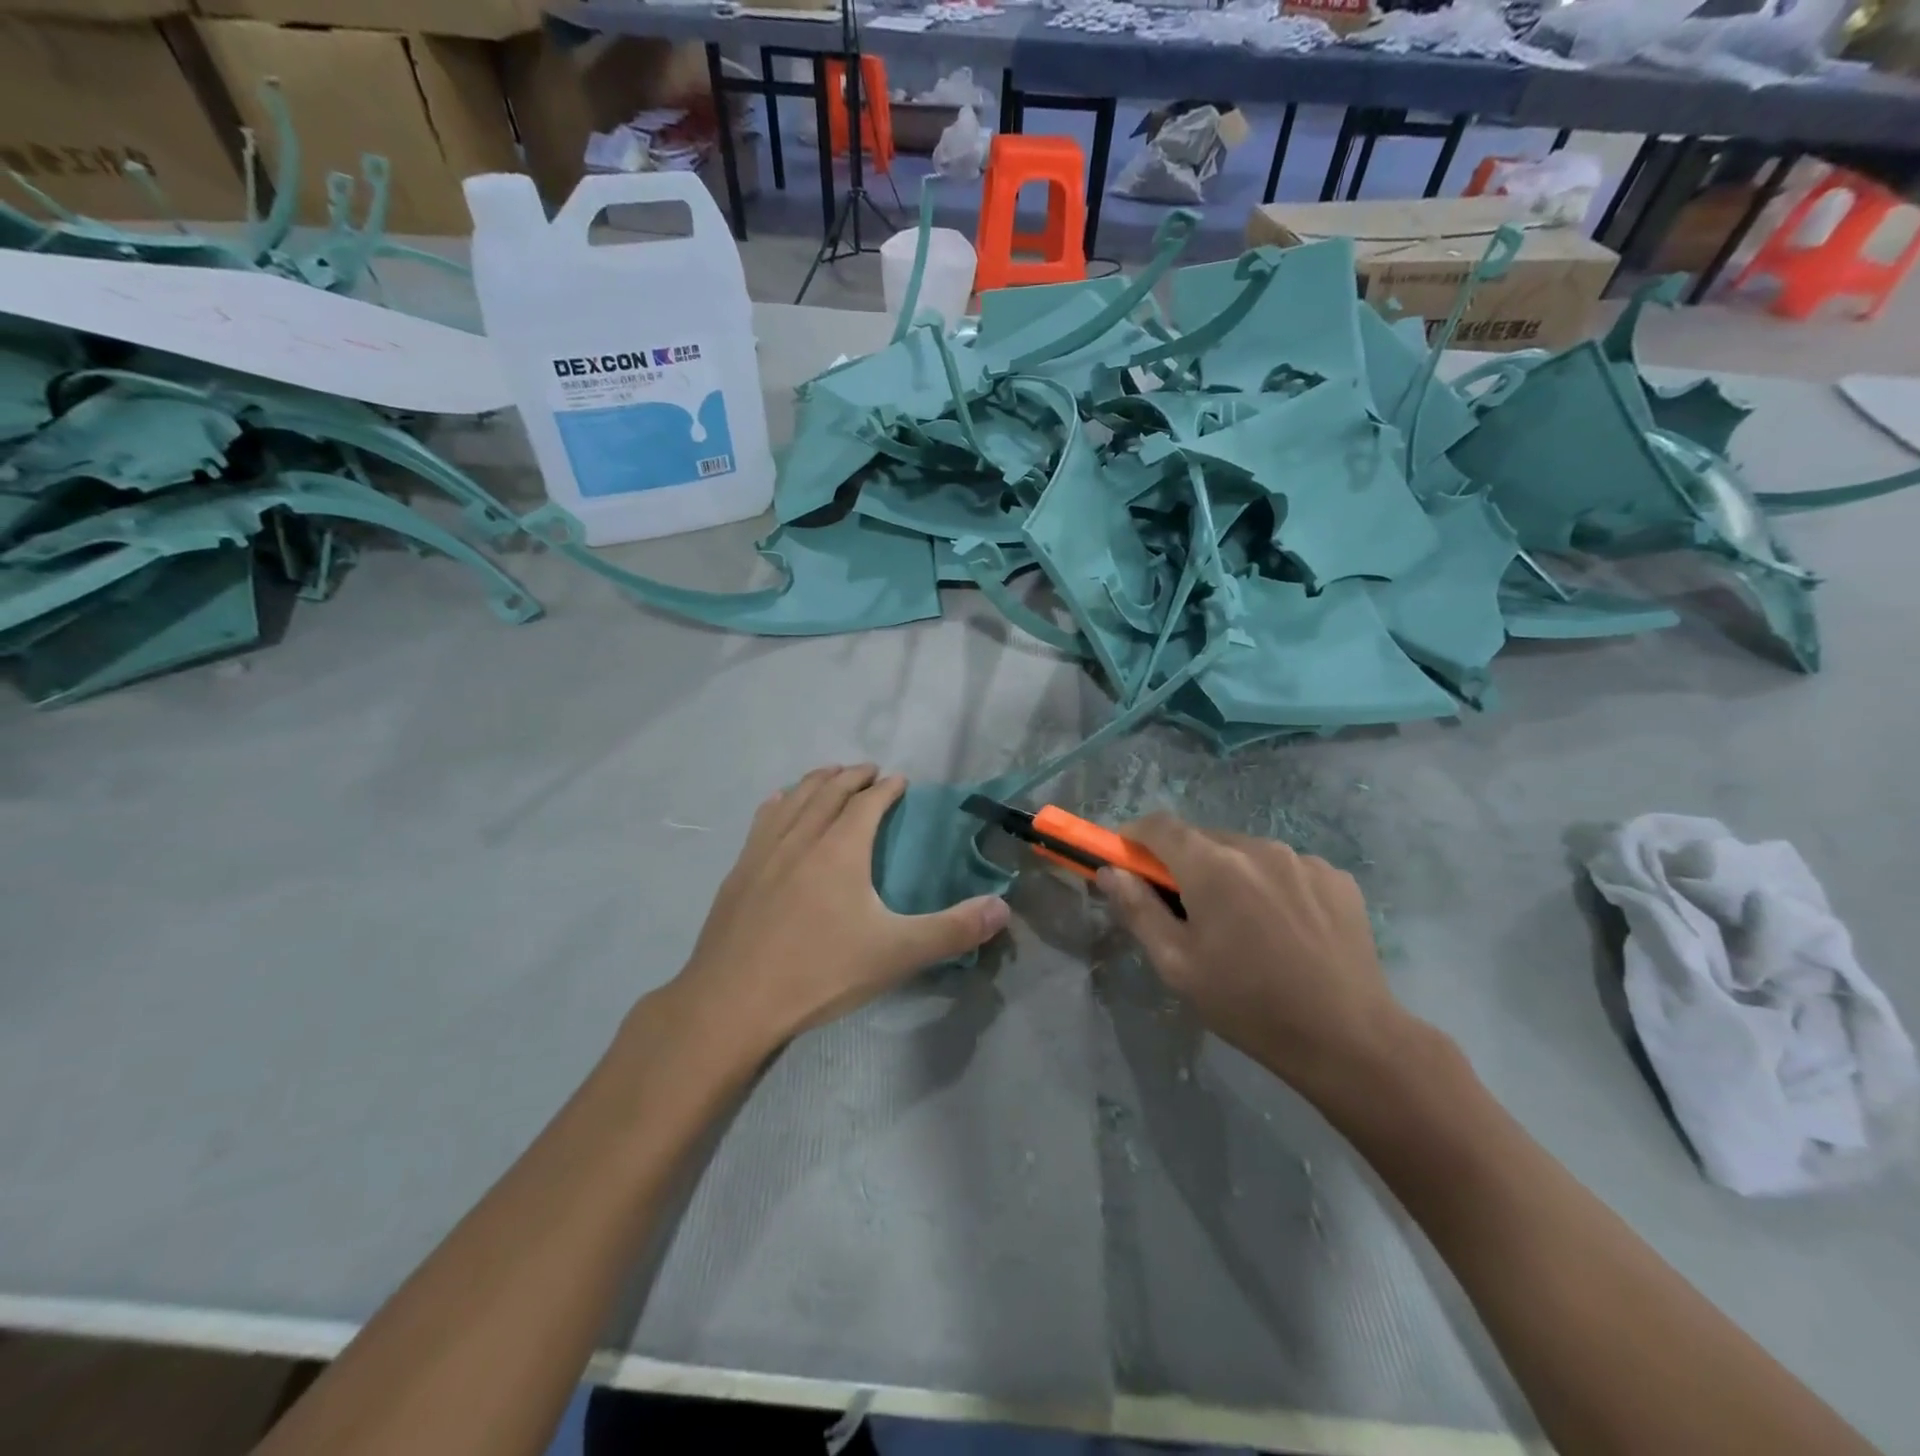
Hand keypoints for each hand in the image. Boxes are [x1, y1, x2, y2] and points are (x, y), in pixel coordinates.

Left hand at [674, 765, 1009, 1051]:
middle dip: (851, 776)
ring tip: (829, 775)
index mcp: (841, 849)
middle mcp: (802, 837)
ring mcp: (764, 852)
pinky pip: (763, 819)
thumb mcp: (897, 954)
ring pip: (793, 799)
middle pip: (828, 790)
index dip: (886, 788)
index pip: (868, 803)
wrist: (733, 1002)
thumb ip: (952, 930)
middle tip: (869, 770)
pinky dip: (780, 802)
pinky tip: (779, 803)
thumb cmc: (820, 972)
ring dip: (815, 781)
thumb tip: (1003, 908)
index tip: (899, 780)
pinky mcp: (739, 872)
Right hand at [1096, 814, 1409, 1096]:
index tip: (1129, 861)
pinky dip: (1271, 885)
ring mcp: (1302, 858)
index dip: (1135, 836)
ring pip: (1246, 852)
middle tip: (1185, 909)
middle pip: (1203, 838)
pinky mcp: (1335, 877)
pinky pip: (1286, 868)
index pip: (1159, 825)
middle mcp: (1256, 847)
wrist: (1347, 1038)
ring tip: (1242, 925)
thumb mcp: (1177, 965)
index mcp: (1212, 865)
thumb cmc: (1247, 1004)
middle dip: (1184, 863)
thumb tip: (1110, 872)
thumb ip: (1138, 909)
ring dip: (1230, 874)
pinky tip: (1283, 929)